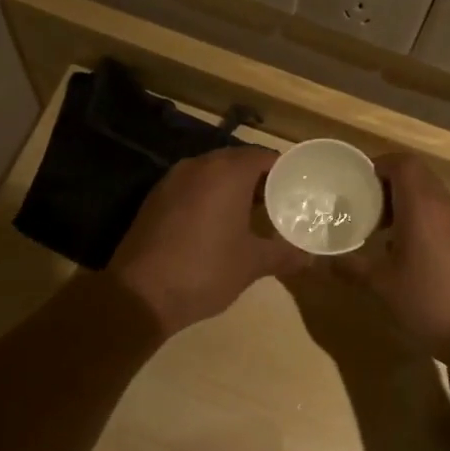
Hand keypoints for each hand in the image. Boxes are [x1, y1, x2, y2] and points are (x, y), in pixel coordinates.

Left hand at [108, 145, 310, 336]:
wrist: (139, 294)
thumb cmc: (205, 270)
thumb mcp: (252, 264)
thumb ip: (283, 254)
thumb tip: (310, 257)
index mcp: (227, 172)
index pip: (264, 156)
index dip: (283, 171)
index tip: (298, 188)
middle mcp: (199, 165)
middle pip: (237, 161)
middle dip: (258, 178)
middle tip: (278, 202)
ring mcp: (172, 179)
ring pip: (212, 173)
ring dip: (232, 187)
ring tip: (251, 214)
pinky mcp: (155, 198)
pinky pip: (191, 187)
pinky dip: (208, 197)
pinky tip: (216, 224)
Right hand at [338, 154, 449, 362]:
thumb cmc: (429, 300)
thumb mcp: (381, 285)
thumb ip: (350, 267)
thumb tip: (322, 260)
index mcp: (421, 205)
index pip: (403, 163)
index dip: (379, 165)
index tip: (358, 183)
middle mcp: (445, 205)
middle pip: (418, 176)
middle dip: (389, 185)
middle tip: (365, 208)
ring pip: (431, 196)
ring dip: (407, 204)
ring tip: (383, 232)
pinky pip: (443, 215)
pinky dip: (423, 220)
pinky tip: (409, 253)